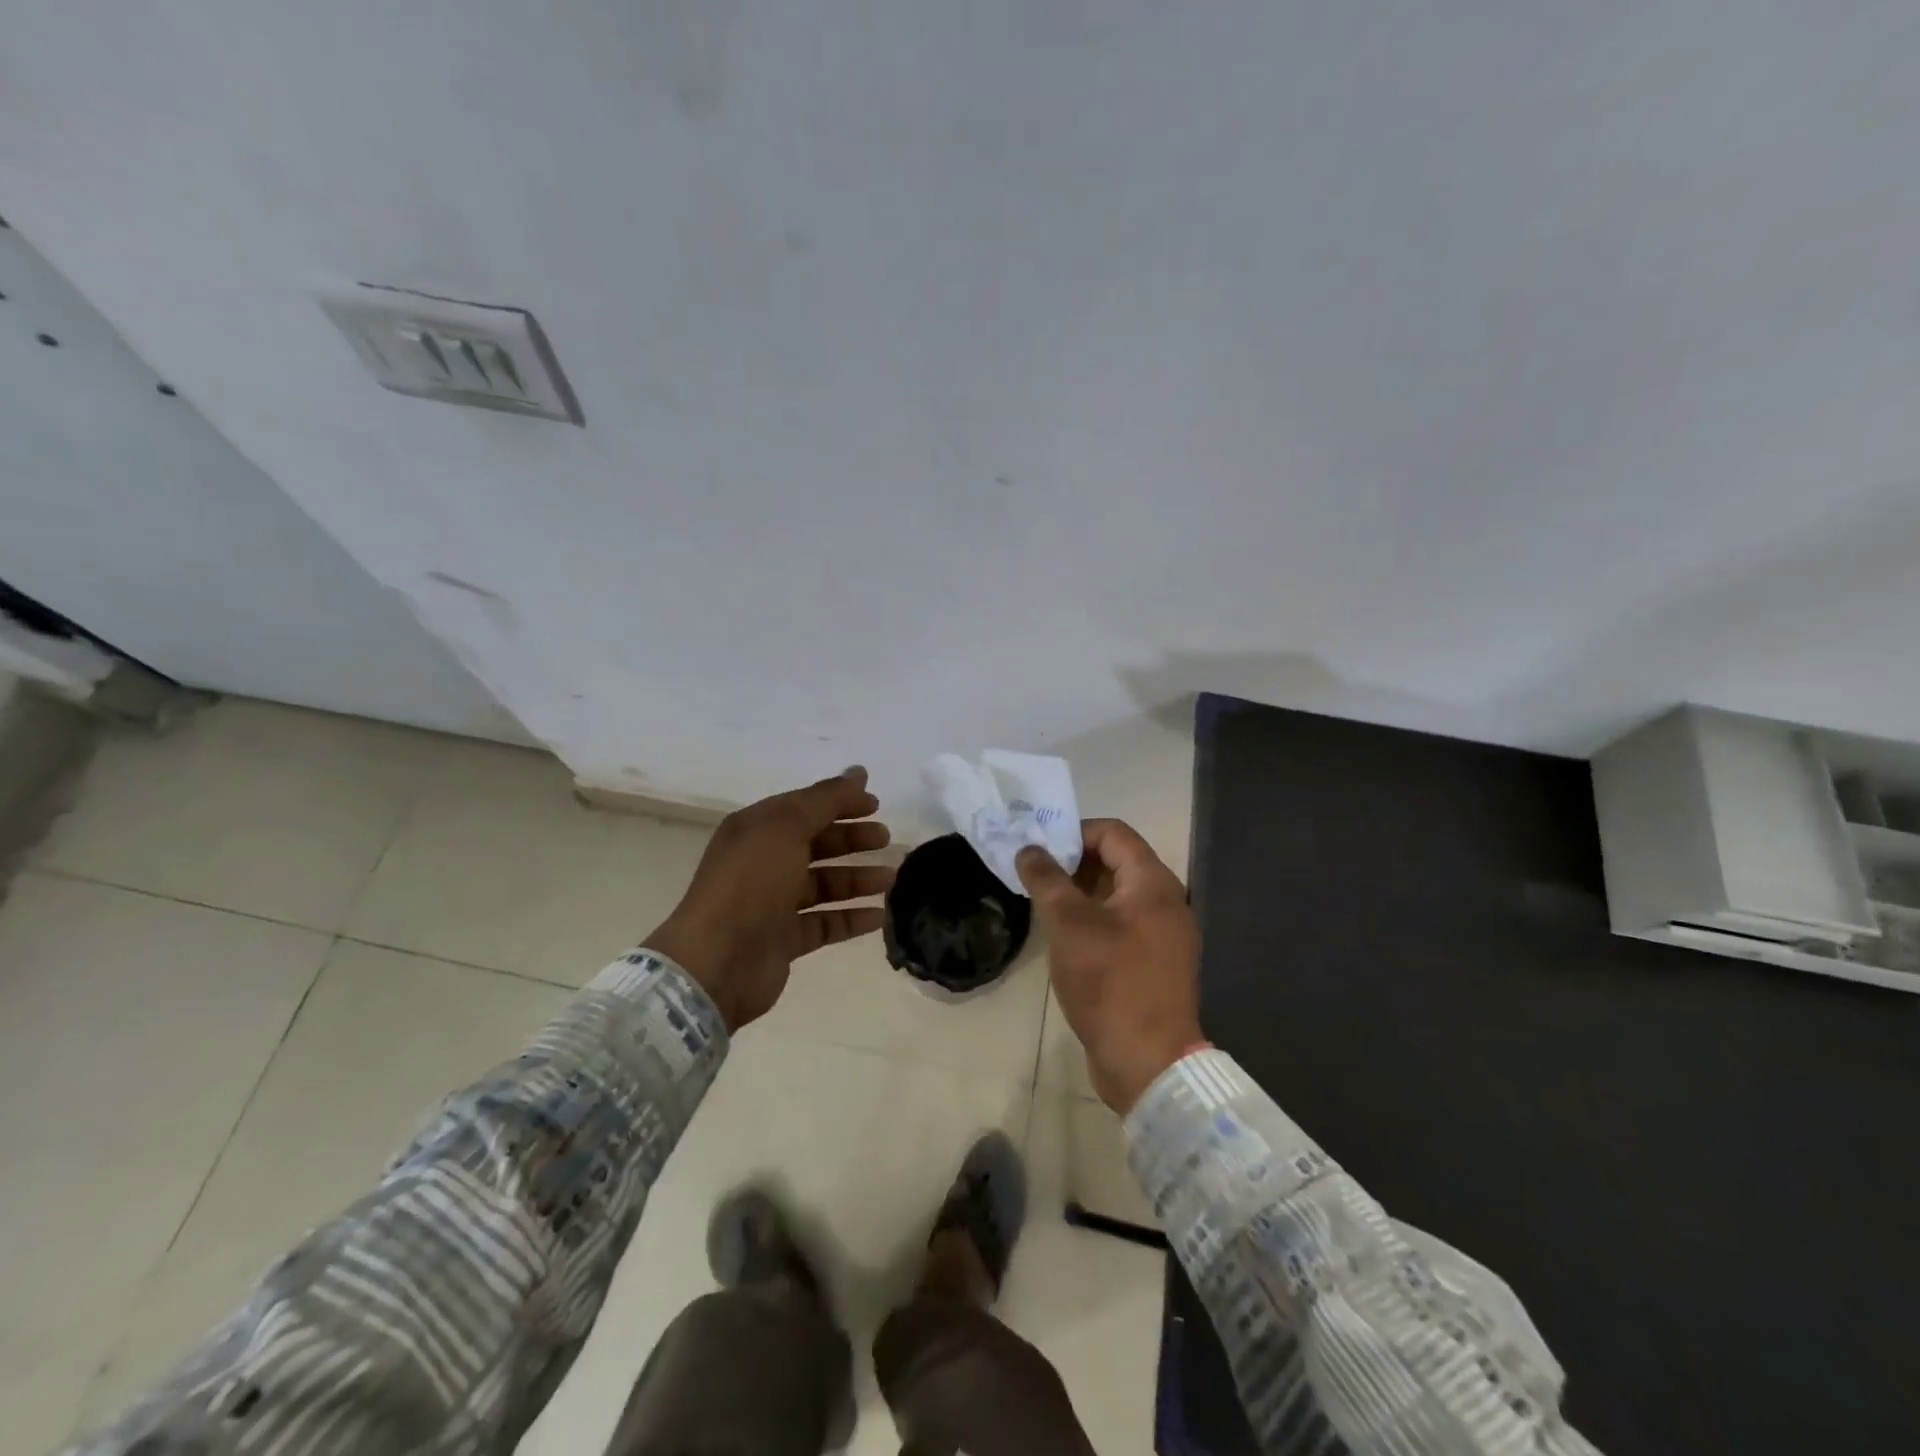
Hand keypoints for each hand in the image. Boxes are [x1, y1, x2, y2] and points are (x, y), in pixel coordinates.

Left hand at [644, 767, 893, 1031]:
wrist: (717, 961)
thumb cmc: (750, 884)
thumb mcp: (786, 827)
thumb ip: (826, 799)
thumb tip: (859, 771)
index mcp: (757, 830)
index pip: (805, 807)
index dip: (840, 803)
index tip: (876, 806)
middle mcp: (763, 863)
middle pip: (816, 844)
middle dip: (851, 840)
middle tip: (886, 840)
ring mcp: (773, 904)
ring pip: (824, 885)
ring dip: (857, 879)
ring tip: (890, 879)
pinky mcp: (784, 940)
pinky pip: (825, 923)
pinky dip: (851, 918)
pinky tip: (879, 916)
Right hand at [1017, 819, 1202, 1113]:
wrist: (1148, 1062)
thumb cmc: (1109, 982)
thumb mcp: (1069, 925)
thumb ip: (1046, 879)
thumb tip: (1029, 848)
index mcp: (1153, 882)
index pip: (1112, 832)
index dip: (1073, 832)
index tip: (1038, 849)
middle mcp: (1166, 900)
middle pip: (1117, 861)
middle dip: (1073, 863)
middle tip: (1034, 876)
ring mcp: (1164, 934)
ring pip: (1117, 895)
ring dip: (1080, 893)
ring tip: (1043, 904)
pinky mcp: (1155, 962)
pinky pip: (1122, 924)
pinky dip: (1094, 920)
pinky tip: (1065, 937)